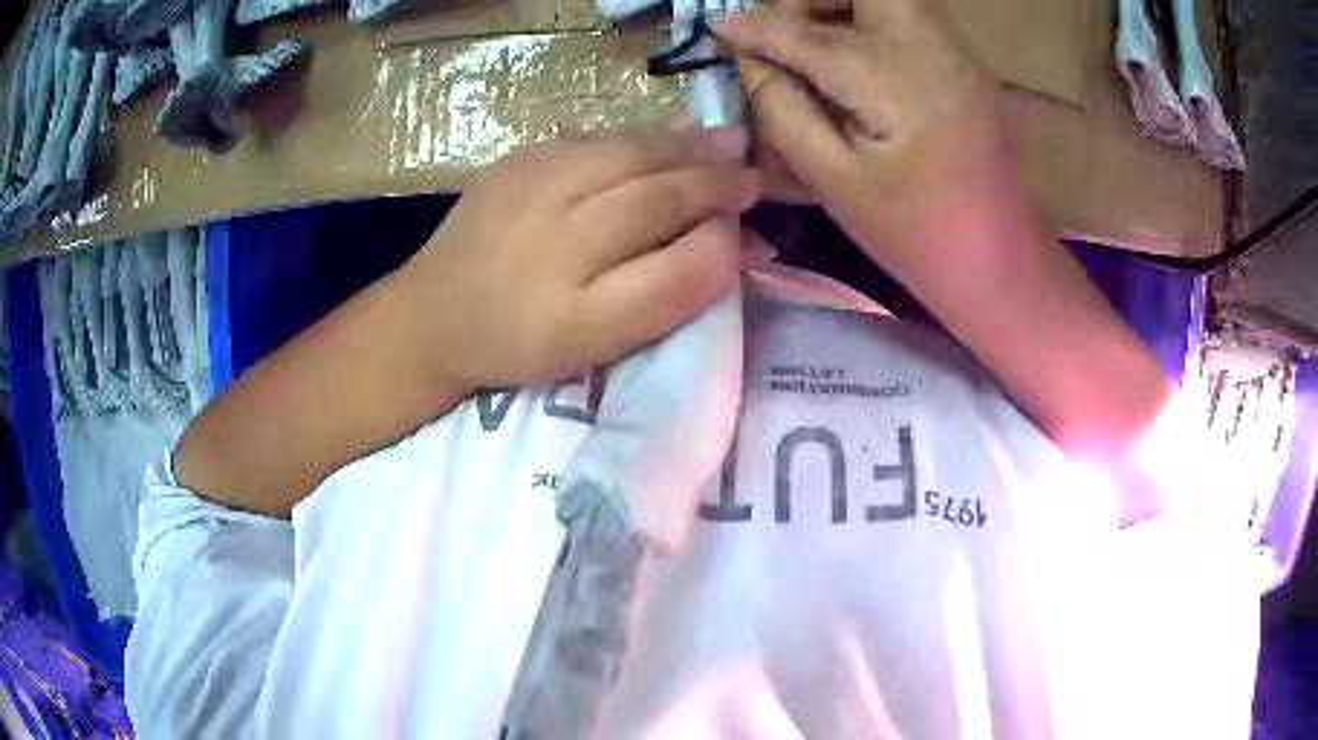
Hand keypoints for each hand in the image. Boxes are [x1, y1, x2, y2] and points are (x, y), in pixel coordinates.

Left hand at [398, 126, 763, 390]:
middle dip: (717, 184)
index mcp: (575, 316)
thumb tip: (736, 246)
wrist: (431, 313)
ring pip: (632, 155)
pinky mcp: (519, 157)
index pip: (677, 271)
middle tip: (753, 178)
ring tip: (730, 145)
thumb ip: (666, 297)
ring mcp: (532, 189)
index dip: (723, 248)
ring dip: (689, 148)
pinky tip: (670, 140)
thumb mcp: (594, 345)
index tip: (749, 235)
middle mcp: (554, 243)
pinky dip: (645, 138)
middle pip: (658, 199)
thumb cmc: (518, 343)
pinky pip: (599, 139)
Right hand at [716, 1, 1010, 284]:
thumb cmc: (919, 238)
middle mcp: (932, 46)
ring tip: (809, 45)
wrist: (1004, 267)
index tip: (718, 25)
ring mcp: (957, 54)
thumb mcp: (836, 184)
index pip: (809, 34)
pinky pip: (908, 19)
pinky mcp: (966, 67)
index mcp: (896, 78)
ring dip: (841, 6)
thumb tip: (752, 66)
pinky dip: (869, 23)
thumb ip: (784, 113)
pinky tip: (850, 62)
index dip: (757, 28)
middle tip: (784, 32)